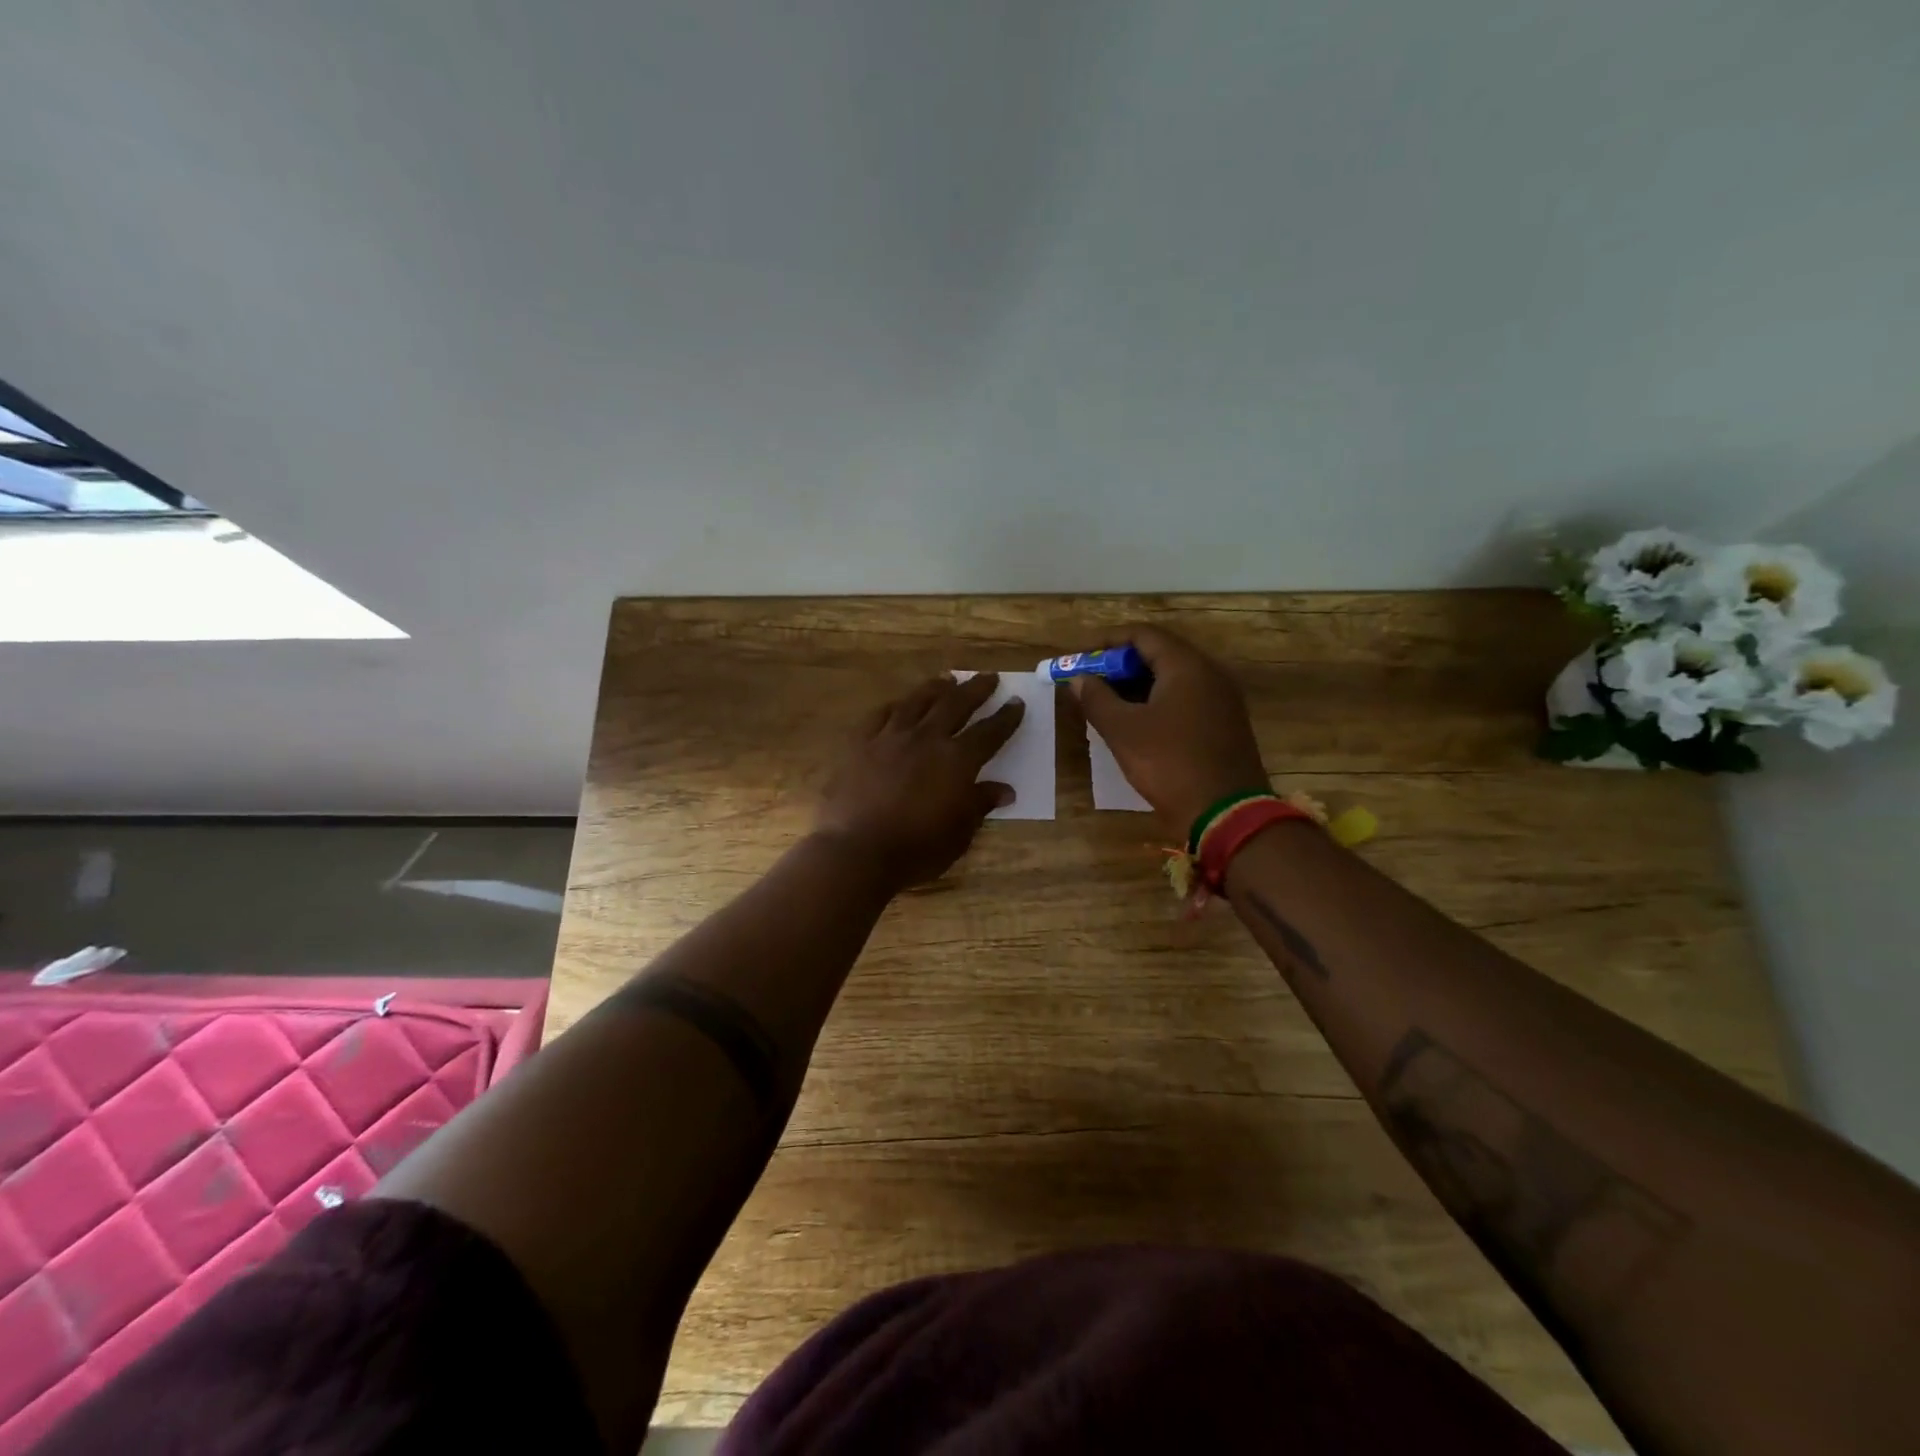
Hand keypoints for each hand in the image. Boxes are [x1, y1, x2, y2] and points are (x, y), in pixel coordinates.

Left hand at [815, 672, 1025, 890]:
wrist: (857, 851)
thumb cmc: (917, 849)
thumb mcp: (959, 833)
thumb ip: (980, 804)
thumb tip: (1005, 789)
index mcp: (957, 760)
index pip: (989, 732)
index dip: (1005, 718)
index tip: (1016, 702)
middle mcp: (927, 738)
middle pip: (956, 704)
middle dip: (976, 689)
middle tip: (989, 677)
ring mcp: (891, 737)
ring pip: (917, 701)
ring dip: (936, 688)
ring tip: (947, 679)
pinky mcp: (860, 743)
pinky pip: (880, 715)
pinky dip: (895, 706)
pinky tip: (899, 704)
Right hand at [1072, 625, 1269, 837]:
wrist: (1226, 814)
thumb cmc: (1169, 764)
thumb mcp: (1123, 731)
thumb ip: (1096, 698)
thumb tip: (1078, 678)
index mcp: (1187, 666)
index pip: (1142, 635)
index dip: (1106, 642)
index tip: (1080, 659)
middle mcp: (1210, 673)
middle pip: (1159, 654)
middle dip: (1120, 666)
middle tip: (1090, 684)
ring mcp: (1222, 699)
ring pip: (1172, 678)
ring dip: (1137, 686)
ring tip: (1106, 705)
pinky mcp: (1225, 724)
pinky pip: (1186, 699)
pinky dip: (1157, 702)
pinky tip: (1136, 725)